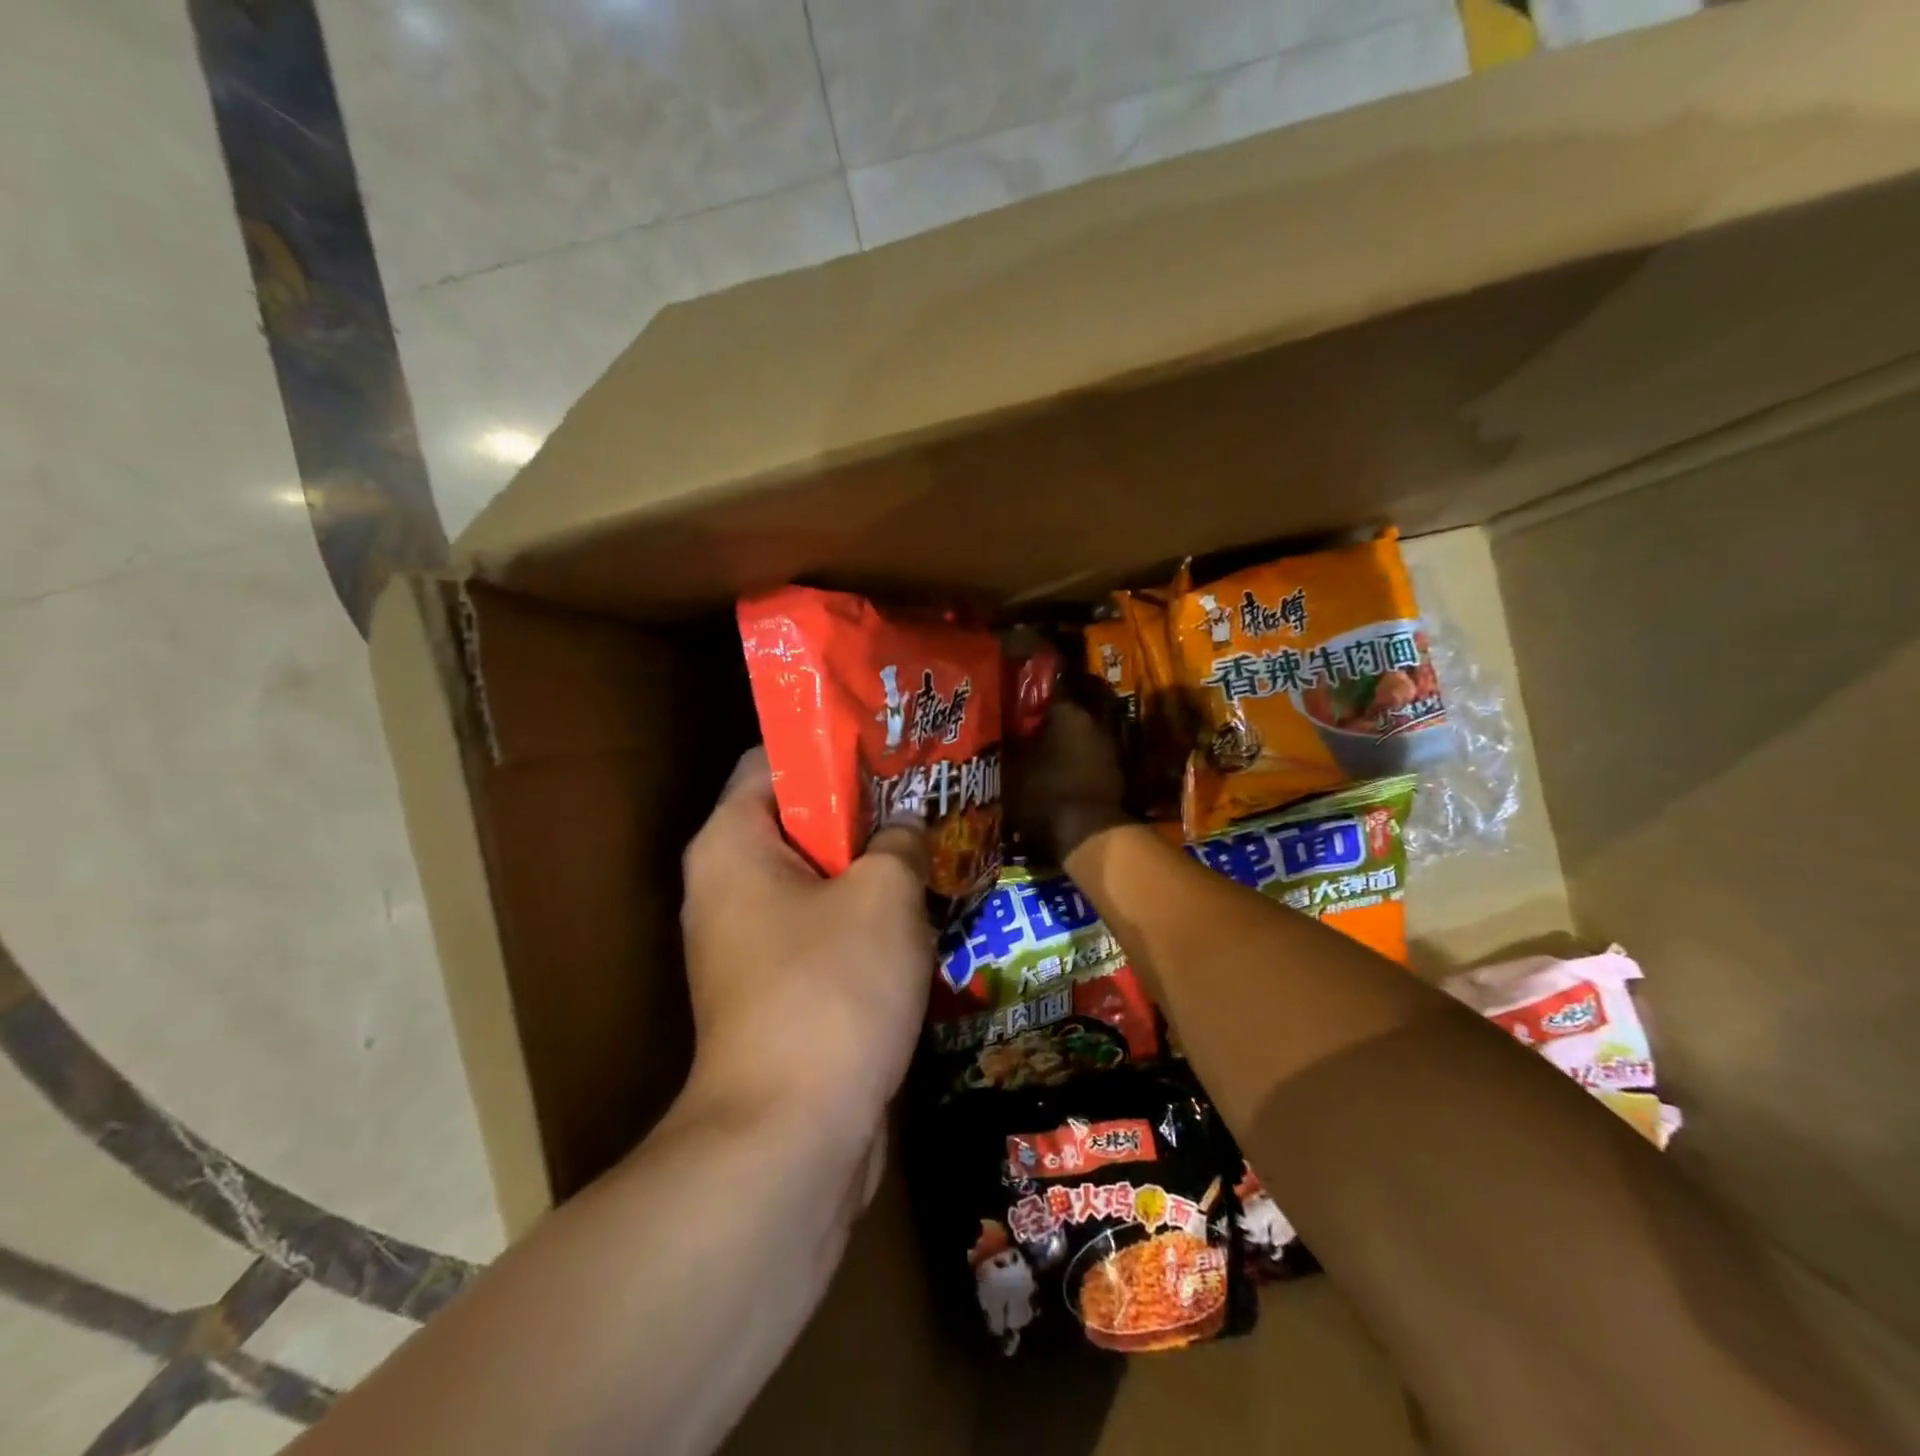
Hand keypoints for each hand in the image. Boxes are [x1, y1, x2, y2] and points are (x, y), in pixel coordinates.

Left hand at [679, 749, 934, 1142]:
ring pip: (817, 878)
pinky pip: (824, 928)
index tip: (892, 745)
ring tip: (935, 846)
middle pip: (799, 819)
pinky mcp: (778, 988)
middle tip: (928, 795)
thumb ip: (899, 842)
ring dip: (872, 867)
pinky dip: (866, 917)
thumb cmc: (831, 989)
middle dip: (865, 809)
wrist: (791, 1138)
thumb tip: (905, 830)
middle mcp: (728, 885)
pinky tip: (922, 913)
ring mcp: (750, 942)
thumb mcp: (884, 895)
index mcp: (732, 843)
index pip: (773, 760)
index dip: (832, 745)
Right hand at [1007, 694, 1131, 866]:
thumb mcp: (1012, 769)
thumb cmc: (1044, 793)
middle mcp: (1093, 723)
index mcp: (1067, 712)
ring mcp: (1110, 749)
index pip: (1049, 692)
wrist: (1087, 835)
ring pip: (1081, 739)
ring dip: (1065, 746)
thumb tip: (1004, 730)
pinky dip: (1078, 767)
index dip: (1032, 701)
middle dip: (1050, 724)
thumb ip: (1009, 744)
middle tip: (1028, 734)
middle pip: (1068, 716)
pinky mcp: (1117, 775)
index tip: (1019, 708)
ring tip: (1043, 759)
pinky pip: (1091, 761)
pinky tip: (1061, 779)